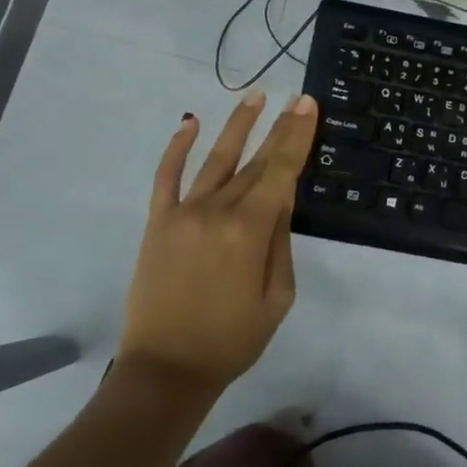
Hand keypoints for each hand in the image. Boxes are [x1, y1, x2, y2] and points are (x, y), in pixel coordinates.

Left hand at [118, 91, 318, 397]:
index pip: (280, 171)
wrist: (165, 370)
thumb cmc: (231, 340)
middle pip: (254, 161)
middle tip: (295, 99)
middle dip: (279, 128)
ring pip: (215, 158)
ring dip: (237, 125)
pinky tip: (190, 123)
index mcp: (249, 230)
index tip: (308, 105)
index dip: (296, 136)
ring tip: (255, 96)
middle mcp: (216, 210)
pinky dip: (177, 148)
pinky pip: (167, 176)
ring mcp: (183, 212)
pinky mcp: (158, 222)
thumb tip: (282, 199)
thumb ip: (280, 243)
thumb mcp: (276, 298)